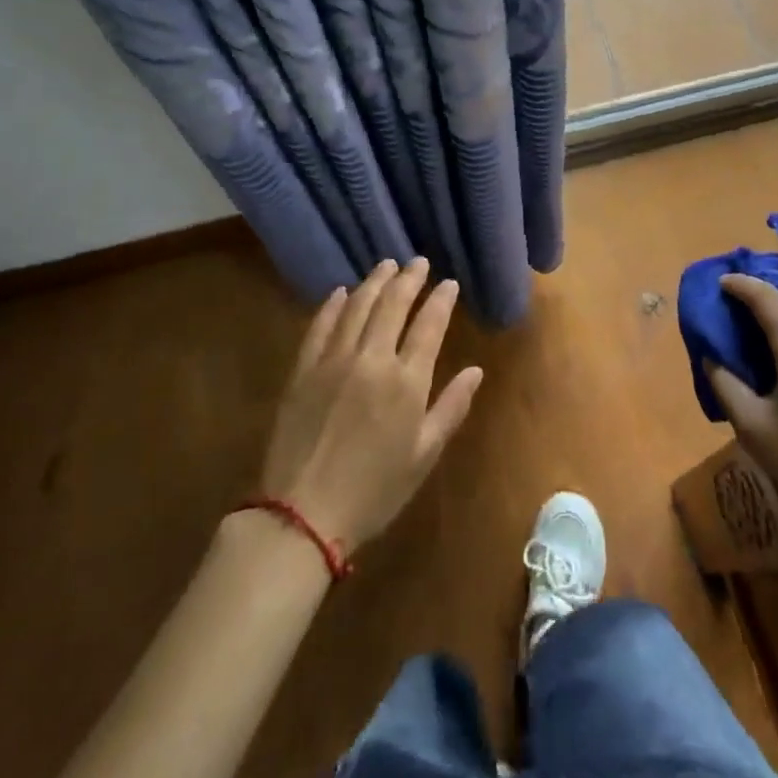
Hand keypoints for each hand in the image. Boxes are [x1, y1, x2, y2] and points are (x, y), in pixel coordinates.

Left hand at [256, 259, 482, 552]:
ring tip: (387, 265)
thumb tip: (476, 370)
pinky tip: (341, 292)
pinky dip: (332, 304)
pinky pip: (320, 326)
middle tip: (418, 262)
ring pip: (357, 307)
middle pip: (392, 305)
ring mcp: (333, 361)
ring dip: (374, 282)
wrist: (302, 515)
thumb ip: (451, 407)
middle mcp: (371, 360)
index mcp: (406, 382)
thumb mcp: (423, 455)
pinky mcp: (302, 370)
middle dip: (409, 279)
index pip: (429, 325)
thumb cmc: (374, 491)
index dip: (441, 299)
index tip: (449, 282)